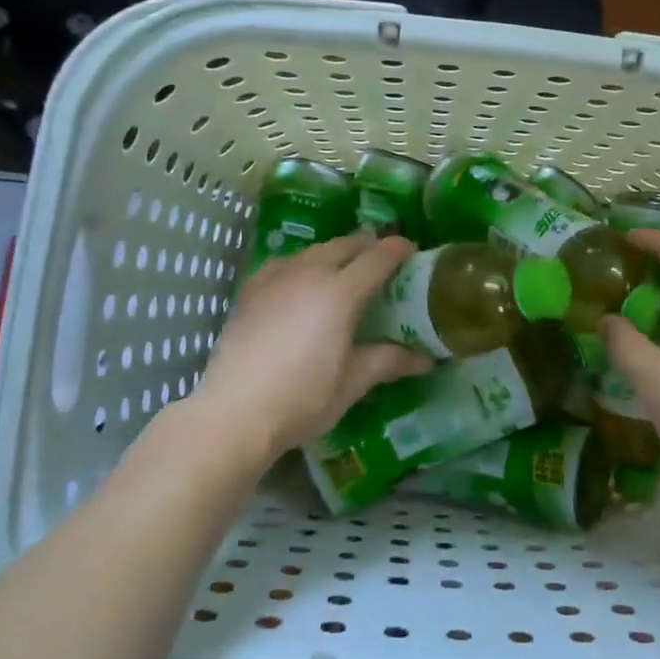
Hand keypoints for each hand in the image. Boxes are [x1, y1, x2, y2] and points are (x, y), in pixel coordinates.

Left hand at [190, 234, 431, 463]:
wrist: (233, 413)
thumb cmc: (302, 398)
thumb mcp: (353, 381)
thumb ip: (389, 360)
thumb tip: (427, 359)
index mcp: (340, 292)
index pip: (378, 257)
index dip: (399, 249)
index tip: (413, 251)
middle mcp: (308, 273)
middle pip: (345, 245)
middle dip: (368, 246)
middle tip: (383, 260)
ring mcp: (275, 278)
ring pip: (313, 250)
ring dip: (336, 253)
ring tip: (345, 269)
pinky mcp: (250, 290)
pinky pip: (284, 263)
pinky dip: (303, 264)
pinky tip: (301, 282)